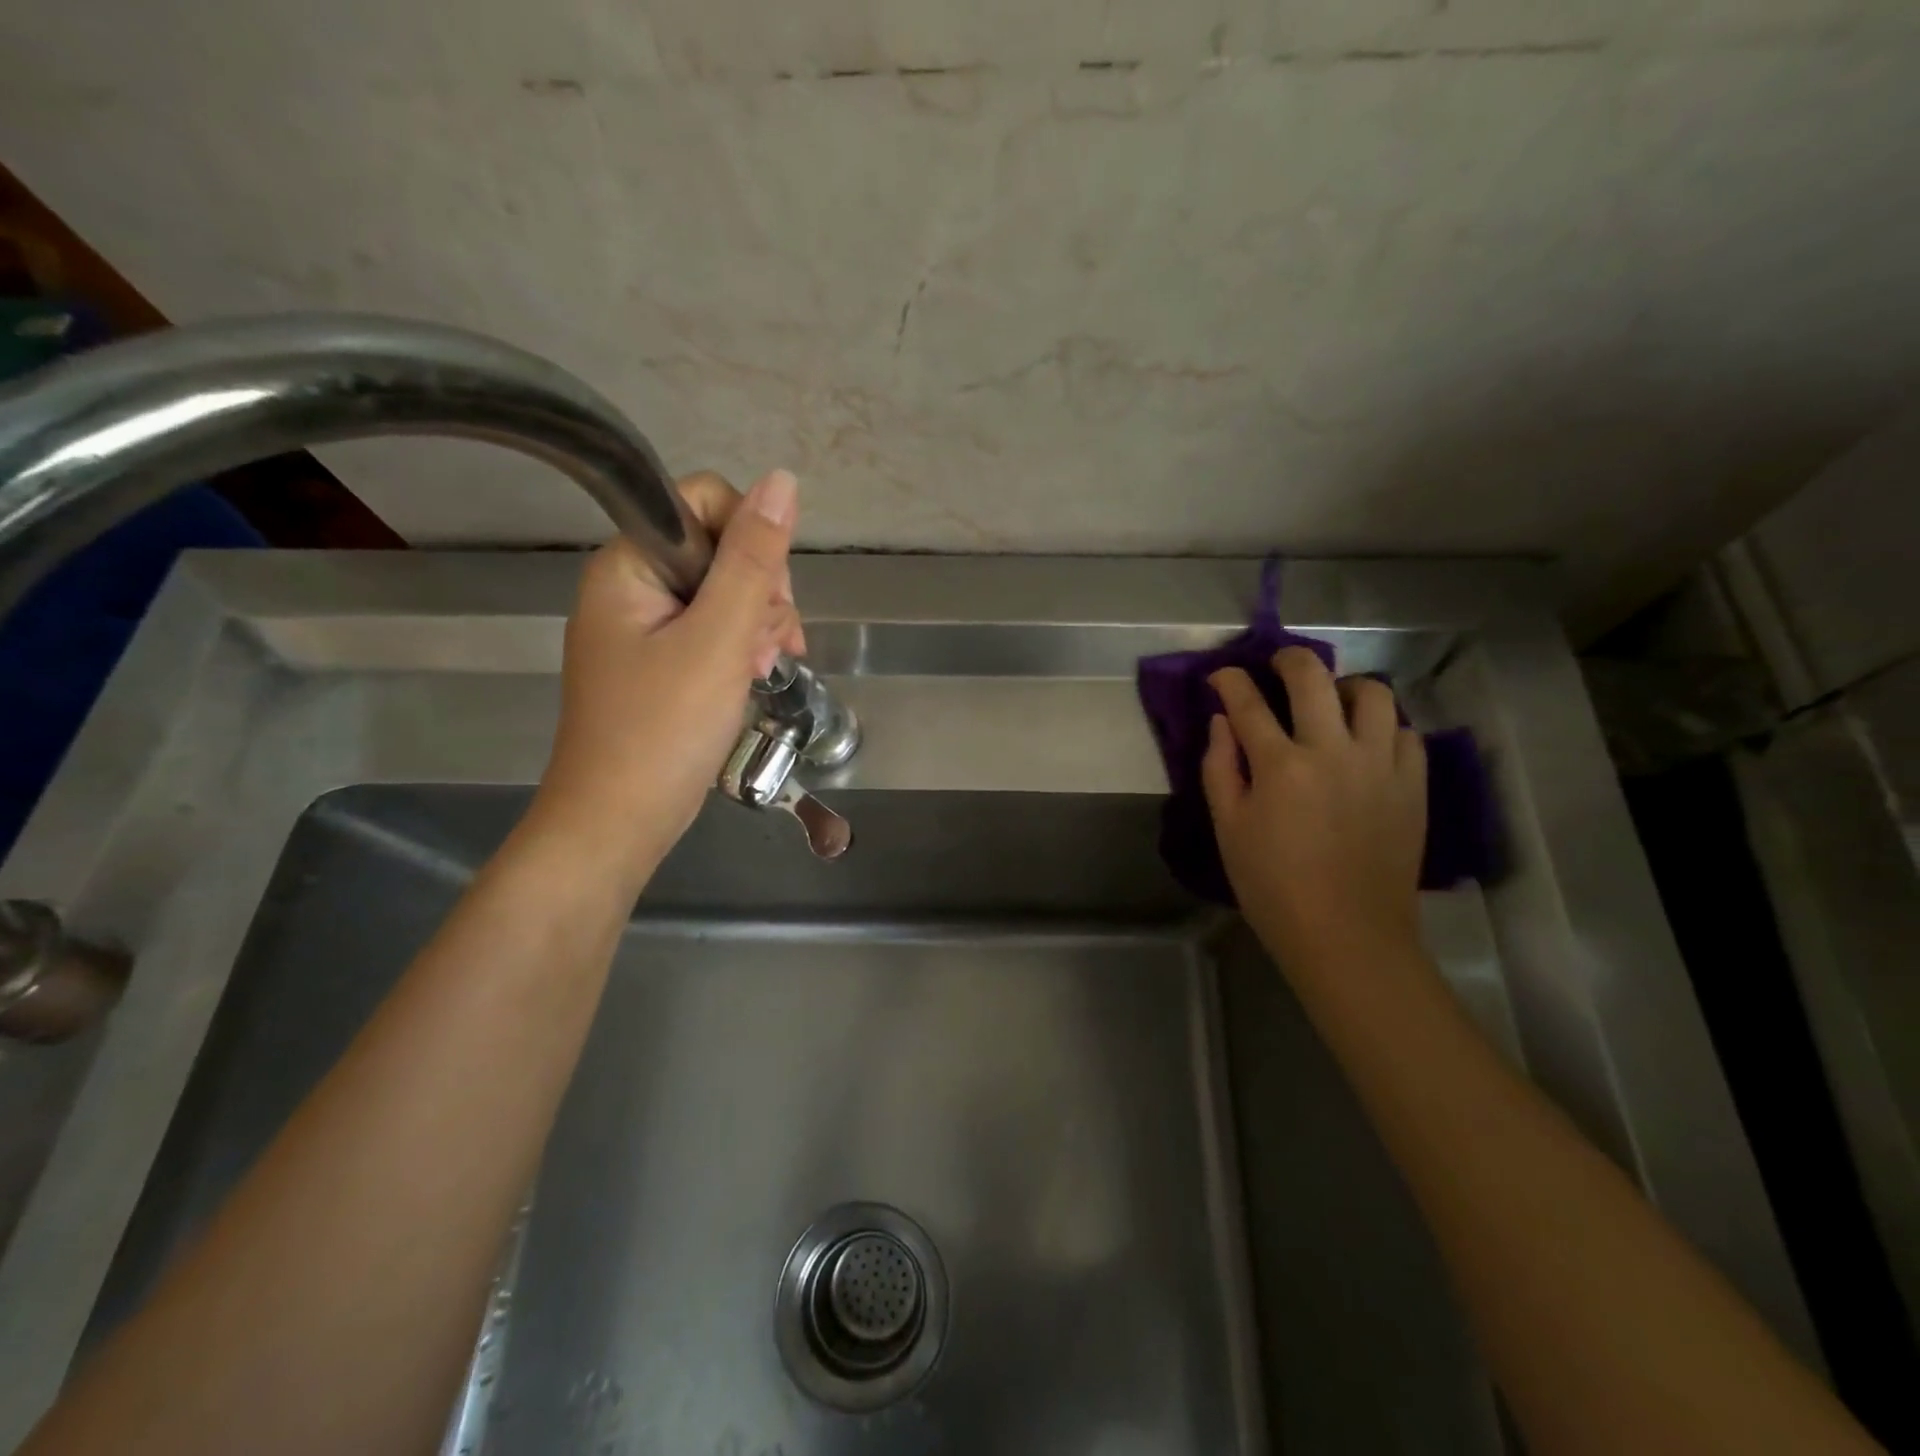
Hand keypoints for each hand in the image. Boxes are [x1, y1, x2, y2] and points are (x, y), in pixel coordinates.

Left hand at [530, 469, 805, 878]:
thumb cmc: (663, 729)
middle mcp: (633, 585)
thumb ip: (752, 561)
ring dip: (758, 625)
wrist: (620, 821)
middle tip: (766, 649)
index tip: (770, 597)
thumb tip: (784, 481)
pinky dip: (742, 649)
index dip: (751, 538)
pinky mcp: (662, 661)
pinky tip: (754, 677)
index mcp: (630, 565)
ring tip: (761, 671)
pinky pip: (714, 631)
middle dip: (761, 593)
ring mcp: (646, 627)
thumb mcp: (718, 640)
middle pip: (721, 550)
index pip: (703, 502)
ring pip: (725, 593)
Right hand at [1203, 647, 1426, 973]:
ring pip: (1372, 694)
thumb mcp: (1228, 828)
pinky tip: (1365, 744)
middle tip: (1277, 665)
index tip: (1222, 676)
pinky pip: (1404, 733)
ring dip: (1344, 687)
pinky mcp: (1412, 785)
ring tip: (1331, 702)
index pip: (1247, 702)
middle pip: (1312, 678)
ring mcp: (1380, 765)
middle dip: (1288, 659)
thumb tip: (1221, 722)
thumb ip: (1220, 768)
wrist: (1347, 935)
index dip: (1230, 681)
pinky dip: (1382, 727)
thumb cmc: (1273, 886)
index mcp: (1280, 765)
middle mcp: (1333, 750)